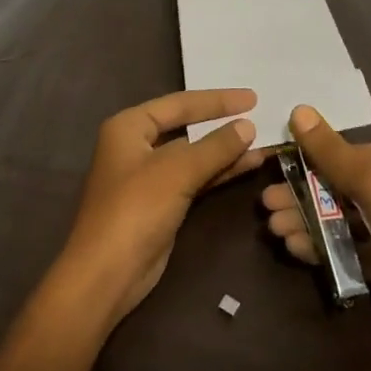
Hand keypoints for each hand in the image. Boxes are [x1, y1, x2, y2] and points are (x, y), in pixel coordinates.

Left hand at [57, 89, 269, 323]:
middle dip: (221, 124)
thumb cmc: (135, 209)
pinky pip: (194, 178)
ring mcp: (148, 176)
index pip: (179, 103)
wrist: (107, 273)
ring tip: (262, 143)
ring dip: (225, 150)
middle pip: (185, 127)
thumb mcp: (177, 171)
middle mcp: (136, 145)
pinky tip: (247, 165)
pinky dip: (218, 172)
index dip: (216, 100)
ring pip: (193, 155)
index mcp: (129, 126)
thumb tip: (247, 126)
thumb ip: (215, 146)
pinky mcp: (160, 203)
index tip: (252, 97)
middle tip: (259, 115)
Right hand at [261, 105, 370, 352]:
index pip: (341, 155)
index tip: (272, 168)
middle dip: (299, 196)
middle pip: (334, 189)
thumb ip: (330, 151)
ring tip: (274, 229)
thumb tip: (298, 108)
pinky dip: (319, 248)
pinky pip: (344, 250)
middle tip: (266, 206)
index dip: (306, 160)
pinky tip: (295, 249)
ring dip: (304, 222)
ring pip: (336, 221)